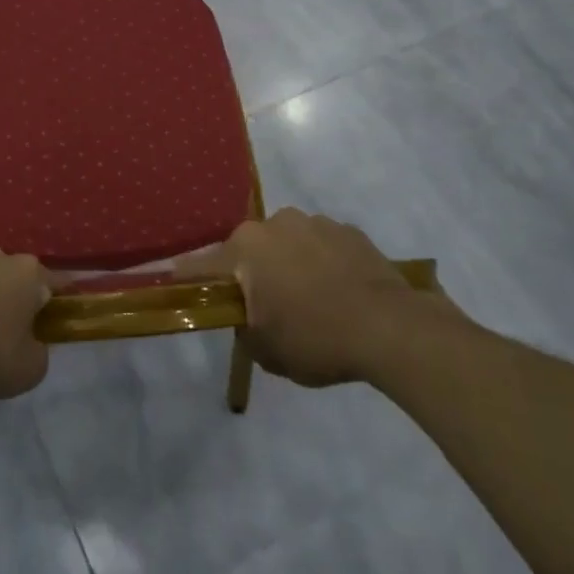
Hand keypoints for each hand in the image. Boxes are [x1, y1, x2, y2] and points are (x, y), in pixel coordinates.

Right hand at [182, 208, 457, 387]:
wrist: (393, 329)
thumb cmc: (317, 338)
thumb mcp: (266, 351)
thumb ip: (244, 329)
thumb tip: (247, 318)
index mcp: (245, 248)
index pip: (201, 266)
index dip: (189, 281)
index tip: (180, 289)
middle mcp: (274, 223)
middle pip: (249, 251)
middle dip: (251, 274)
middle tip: (265, 309)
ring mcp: (315, 222)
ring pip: (287, 244)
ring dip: (289, 265)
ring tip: (310, 301)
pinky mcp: (349, 230)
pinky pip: (322, 246)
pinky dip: (322, 264)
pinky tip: (338, 293)